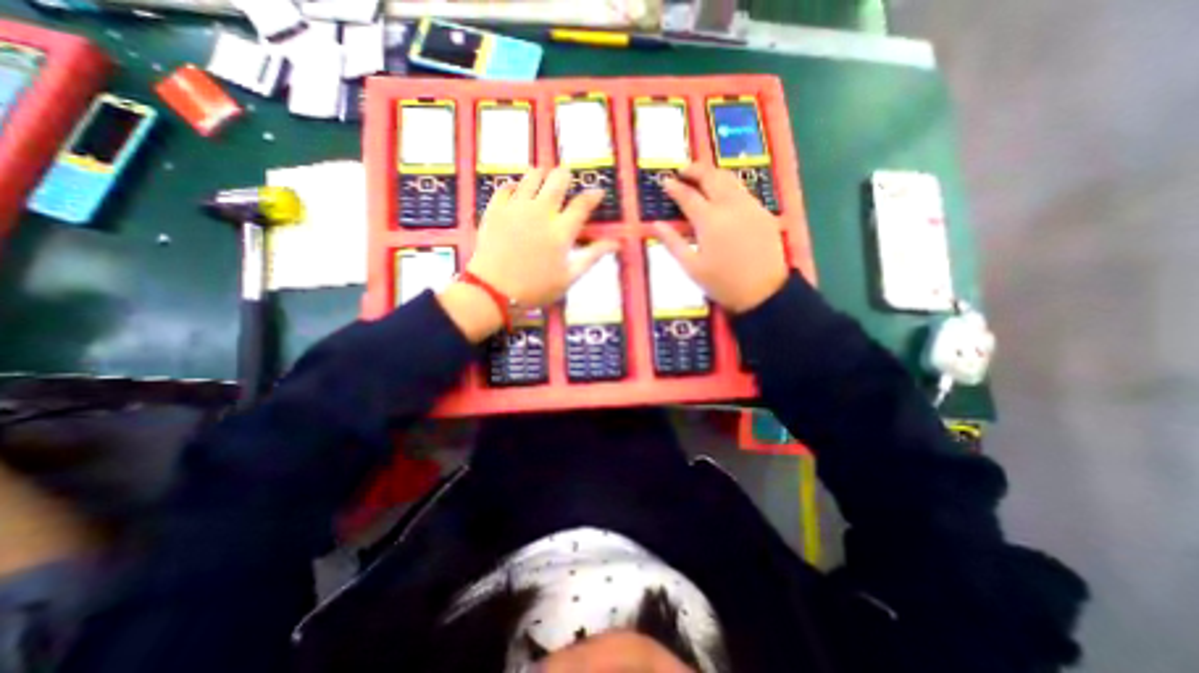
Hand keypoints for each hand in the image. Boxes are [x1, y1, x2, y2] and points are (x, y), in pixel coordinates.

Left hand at [465, 166, 622, 307]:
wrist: (493, 291)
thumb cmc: (536, 288)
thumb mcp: (569, 277)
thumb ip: (592, 257)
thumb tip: (616, 244)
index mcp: (561, 231)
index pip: (582, 204)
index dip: (593, 195)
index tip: (598, 192)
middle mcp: (541, 212)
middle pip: (557, 180)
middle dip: (565, 176)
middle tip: (566, 179)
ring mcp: (516, 208)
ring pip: (531, 177)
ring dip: (541, 176)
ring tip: (543, 180)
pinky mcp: (496, 209)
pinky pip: (506, 186)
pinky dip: (515, 186)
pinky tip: (517, 192)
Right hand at [653, 163, 794, 311]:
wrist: (763, 292)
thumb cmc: (722, 283)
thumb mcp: (692, 267)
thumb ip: (673, 243)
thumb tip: (656, 224)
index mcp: (709, 220)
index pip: (688, 196)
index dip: (674, 187)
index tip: (664, 181)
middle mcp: (730, 206)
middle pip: (711, 177)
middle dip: (695, 170)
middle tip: (682, 169)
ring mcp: (750, 207)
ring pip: (730, 179)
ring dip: (713, 174)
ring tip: (701, 176)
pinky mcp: (763, 212)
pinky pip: (743, 191)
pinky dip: (729, 186)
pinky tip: (723, 194)